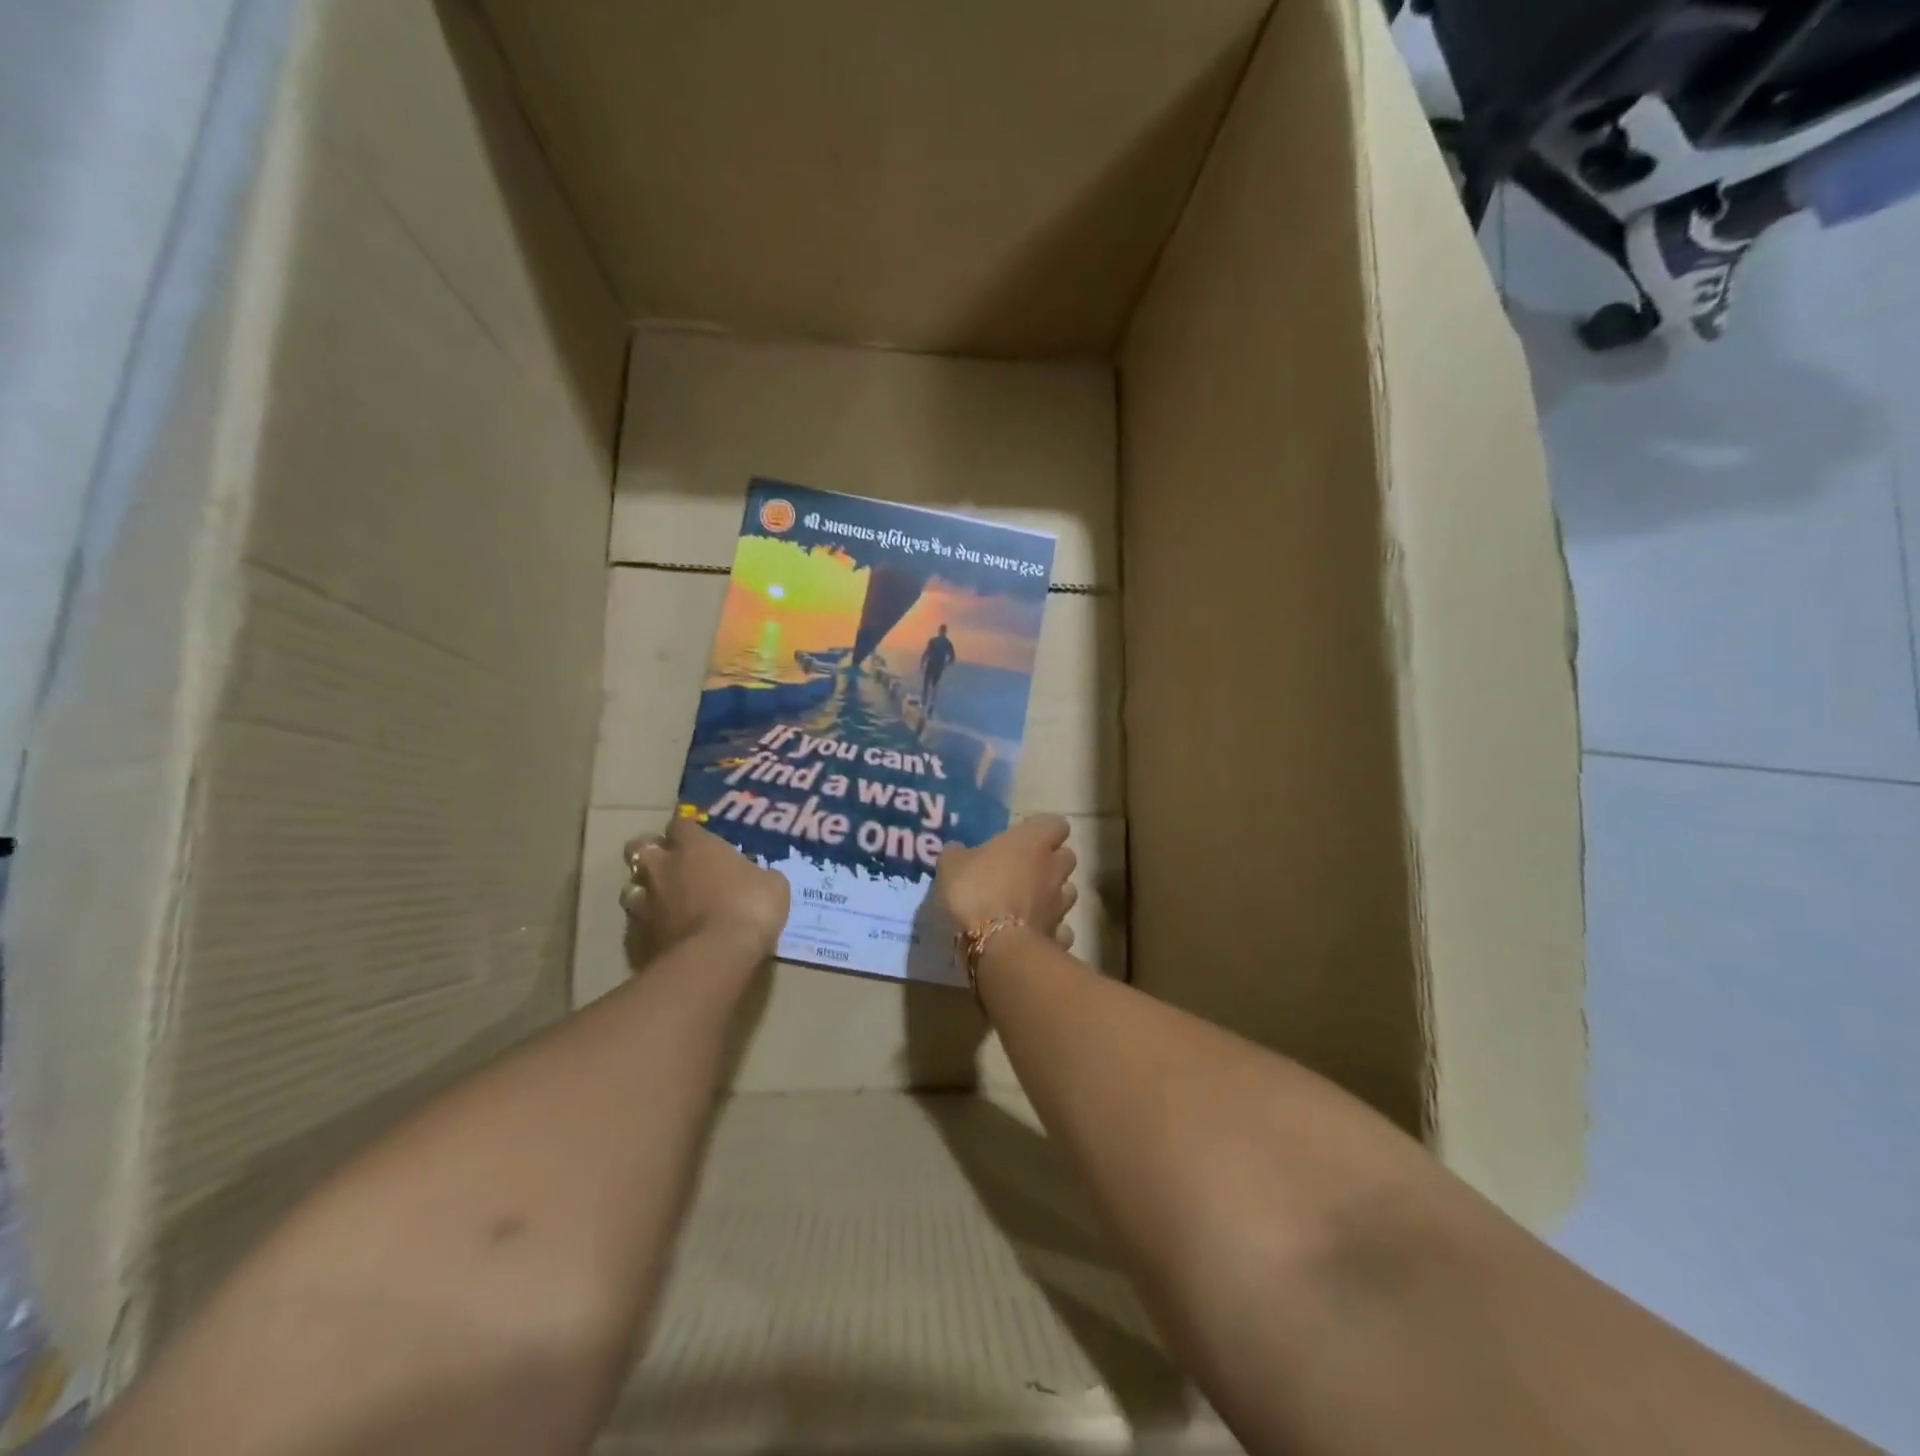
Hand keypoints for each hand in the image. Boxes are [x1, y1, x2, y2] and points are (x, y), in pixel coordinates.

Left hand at [621, 818, 789, 962]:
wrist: (716, 956)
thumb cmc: (749, 907)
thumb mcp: (772, 884)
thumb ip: (757, 874)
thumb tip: (757, 877)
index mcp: (694, 846)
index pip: (680, 822)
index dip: (687, 828)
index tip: (697, 834)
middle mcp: (663, 868)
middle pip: (640, 847)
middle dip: (651, 851)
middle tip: (670, 861)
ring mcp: (646, 903)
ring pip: (631, 887)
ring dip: (645, 890)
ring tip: (663, 900)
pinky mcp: (638, 937)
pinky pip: (637, 924)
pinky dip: (648, 926)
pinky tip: (665, 933)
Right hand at [933, 814, 1077, 948]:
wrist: (996, 948)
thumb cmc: (975, 893)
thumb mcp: (951, 866)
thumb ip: (958, 854)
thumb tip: (958, 850)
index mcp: (1032, 842)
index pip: (1055, 823)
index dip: (1041, 830)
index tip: (1022, 838)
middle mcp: (1053, 869)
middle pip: (1066, 857)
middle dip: (1051, 862)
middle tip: (1024, 870)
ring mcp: (1060, 905)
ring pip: (1067, 892)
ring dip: (1052, 895)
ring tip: (1029, 904)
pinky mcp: (1059, 937)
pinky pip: (1061, 929)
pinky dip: (1050, 930)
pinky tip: (1032, 935)